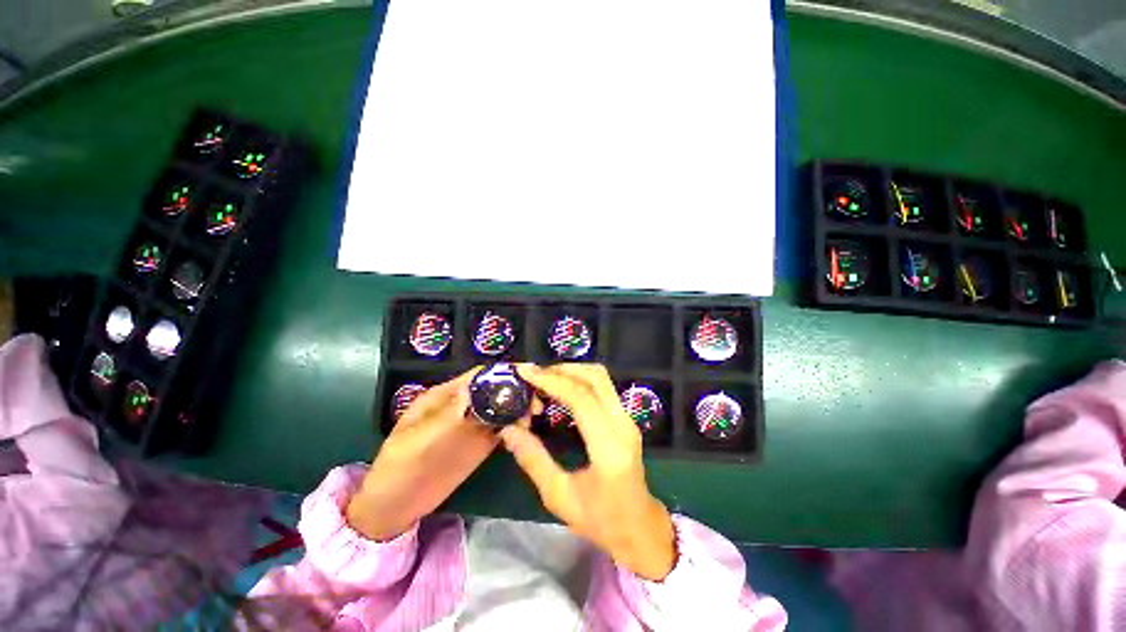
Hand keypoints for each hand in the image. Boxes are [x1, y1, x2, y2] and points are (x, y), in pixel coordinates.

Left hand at [347, 367, 536, 540]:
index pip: (478, 376)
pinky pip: (501, 428)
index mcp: (444, 396)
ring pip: (501, 407)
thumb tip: (471, 389)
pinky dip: (515, 425)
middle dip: (516, 389)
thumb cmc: (397, 468)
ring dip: (518, 407)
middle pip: (494, 389)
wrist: (394, 506)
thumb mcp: (416, 440)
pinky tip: (526, 428)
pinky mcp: (479, 444)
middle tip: (535, 400)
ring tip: (534, 414)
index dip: (502, 373)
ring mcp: (472, 425)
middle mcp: (462, 406)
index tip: (526, 376)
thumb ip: (446, 416)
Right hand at [500, 364, 676, 580]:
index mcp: (609, 447)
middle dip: (562, 370)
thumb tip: (509, 430)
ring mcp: (627, 419)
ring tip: (543, 380)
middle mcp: (623, 424)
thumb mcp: (560, 497)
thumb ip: (533, 460)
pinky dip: (579, 380)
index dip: (552, 381)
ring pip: (600, 378)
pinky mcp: (625, 418)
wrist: (641, 527)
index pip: (581, 398)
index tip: (525, 373)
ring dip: (571, 372)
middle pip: (595, 377)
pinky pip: (602, 387)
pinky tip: (560, 389)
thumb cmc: (601, 520)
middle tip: (534, 375)